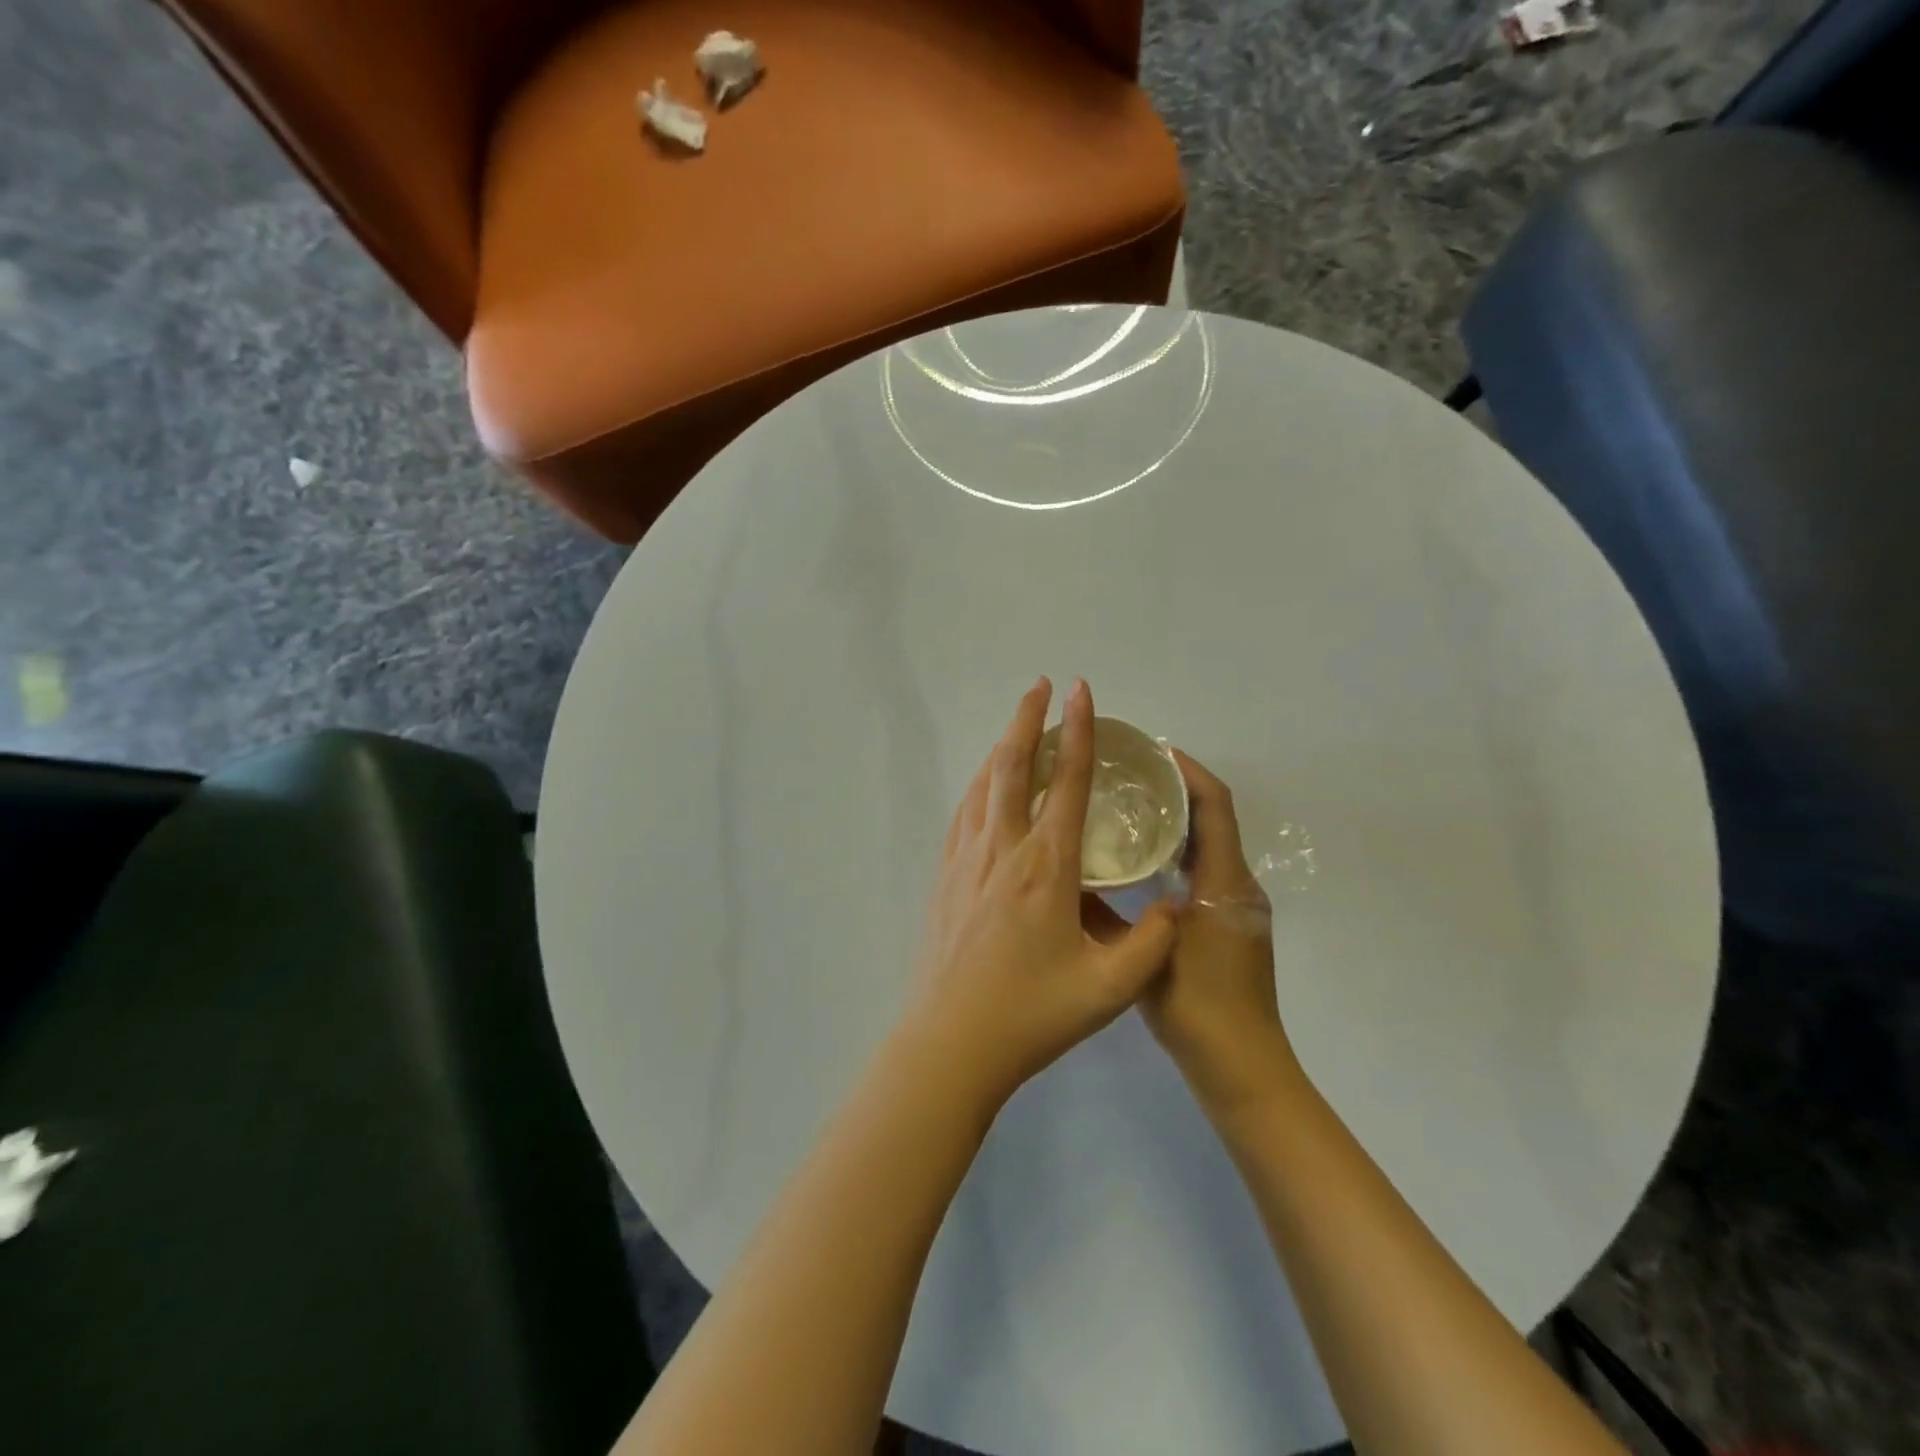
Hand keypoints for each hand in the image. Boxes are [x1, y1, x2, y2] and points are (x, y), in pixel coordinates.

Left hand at [907, 677, 1179, 1108]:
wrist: (950, 1043)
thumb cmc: (1032, 1015)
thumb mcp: (1110, 989)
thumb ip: (1151, 944)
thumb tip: (1175, 907)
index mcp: (1045, 867)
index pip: (1066, 782)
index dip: (1078, 731)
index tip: (1080, 690)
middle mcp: (1002, 850)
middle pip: (1013, 766)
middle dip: (1027, 718)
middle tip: (1041, 685)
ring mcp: (965, 861)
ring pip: (983, 785)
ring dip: (1001, 747)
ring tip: (1018, 727)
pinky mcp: (944, 878)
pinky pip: (964, 813)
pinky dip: (980, 785)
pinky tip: (985, 787)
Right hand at [1138, 751, 1301, 1114]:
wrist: (1242, 1068)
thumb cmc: (1197, 1008)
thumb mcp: (1143, 955)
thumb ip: (1109, 913)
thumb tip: (1074, 875)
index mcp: (1225, 882)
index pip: (1215, 805)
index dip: (1187, 771)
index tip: (1150, 751)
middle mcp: (1238, 885)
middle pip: (1213, 818)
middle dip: (1176, 789)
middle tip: (1126, 775)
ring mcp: (1236, 907)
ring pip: (1208, 845)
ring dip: (1176, 820)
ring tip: (1126, 808)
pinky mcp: (1228, 926)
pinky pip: (1203, 871)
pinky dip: (1176, 853)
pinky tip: (1139, 863)